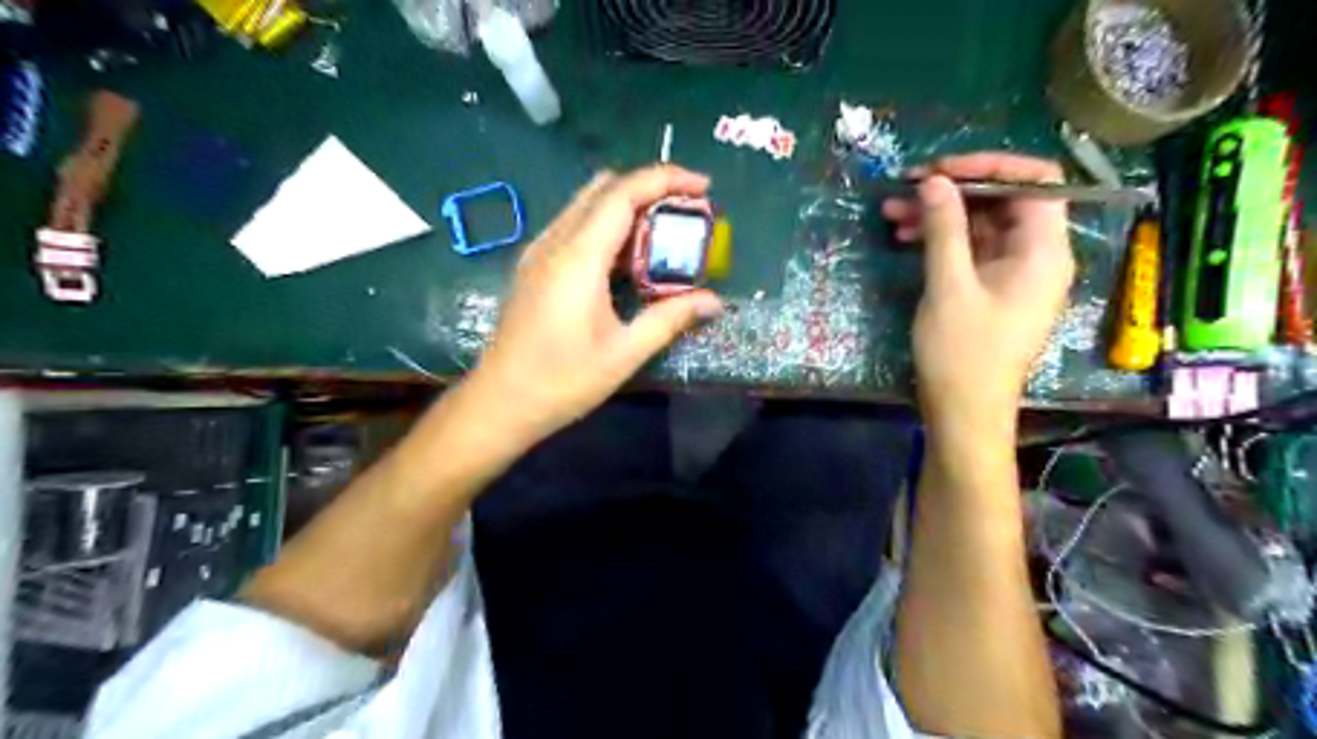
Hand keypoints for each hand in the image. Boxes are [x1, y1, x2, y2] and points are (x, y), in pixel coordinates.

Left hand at [461, 165, 724, 446]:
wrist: (500, 402)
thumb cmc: (562, 380)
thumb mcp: (624, 353)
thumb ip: (670, 319)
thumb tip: (714, 301)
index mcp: (578, 257)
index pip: (624, 193)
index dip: (666, 179)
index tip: (704, 186)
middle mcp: (555, 242)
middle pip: (605, 189)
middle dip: (650, 189)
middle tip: (687, 212)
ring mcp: (539, 252)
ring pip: (587, 204)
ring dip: (628, 206)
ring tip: (664, 232)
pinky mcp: (534, 266)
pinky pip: (575, 226)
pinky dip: (607, 225)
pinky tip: (627, 258)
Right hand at [878, 154, 1073, 431]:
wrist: (964, 412)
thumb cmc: (963, 353)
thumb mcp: (949, 287)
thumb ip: (944, 229)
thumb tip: (934, 181)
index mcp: (1044, 250)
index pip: (1034, 181)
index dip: (988, 165)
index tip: (939, 170)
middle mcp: (1037, 255)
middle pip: (1003, 200)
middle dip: (953, 191)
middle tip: (904, 189)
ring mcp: (1014, 273)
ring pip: (981, 224)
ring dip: (939, 215)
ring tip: (891, 213)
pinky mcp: (992, 288)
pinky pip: (971, 249)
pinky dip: (941, 239)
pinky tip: (905, 237)